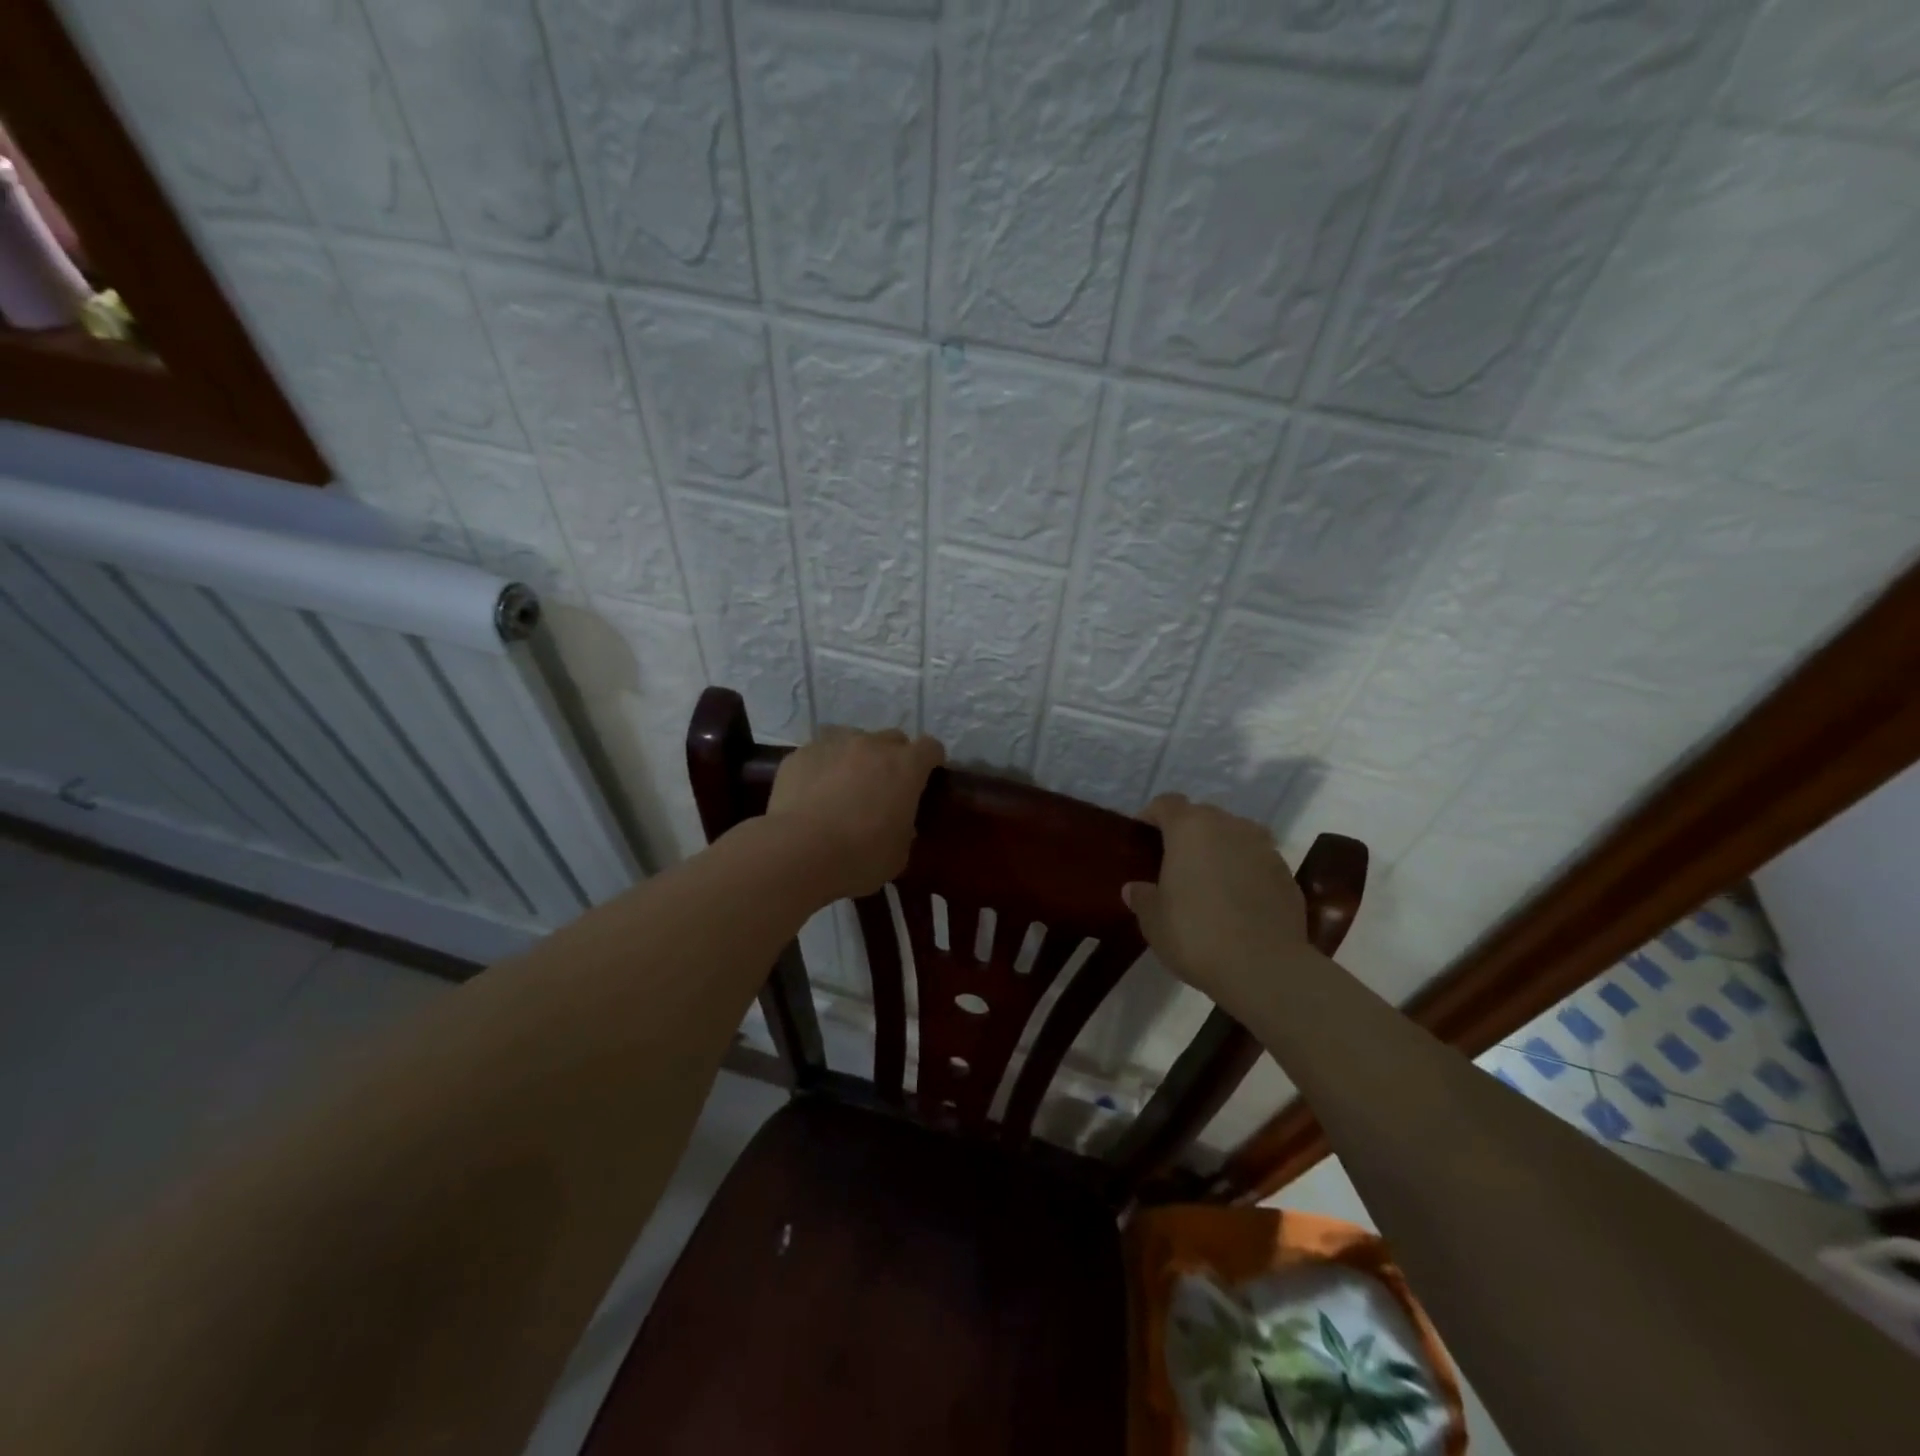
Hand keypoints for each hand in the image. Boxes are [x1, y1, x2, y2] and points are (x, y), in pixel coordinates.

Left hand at [767, 726, 945, 900]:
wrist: (799, 851)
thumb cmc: (861, 856)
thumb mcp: (899, 853)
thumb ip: (904, 829)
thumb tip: (898, 824)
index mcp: (905, 766)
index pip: (930, 747)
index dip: (931, 761)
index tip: (926, 778)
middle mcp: (871, 745)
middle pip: (892, 739)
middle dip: (893, 757)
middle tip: (884, 787)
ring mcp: (833, 745)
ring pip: (852, 739)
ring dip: (855, 757)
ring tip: (845, 786)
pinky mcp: (799, 755)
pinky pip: (818, 755)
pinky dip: (821, 768)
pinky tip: (812, 794)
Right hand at [1124, 794, 1308, 1017]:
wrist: (1266, 968)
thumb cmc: (1196, 935)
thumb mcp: (1154, 921)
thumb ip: (1143, 898)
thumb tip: (1135, 889)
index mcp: (1190, 828)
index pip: (1166, 803)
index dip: (1151, 816)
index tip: (1143, 838)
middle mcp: (1230, 826)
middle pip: (1203, 817)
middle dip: (1187, 834)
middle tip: (1174, 864)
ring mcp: (1264, 848)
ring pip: (1234, 837)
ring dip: (1220, 851)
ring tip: (1209, 883)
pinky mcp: (1287, 874)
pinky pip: (1257, 863)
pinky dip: (1245, 873)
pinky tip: (1237, 904)